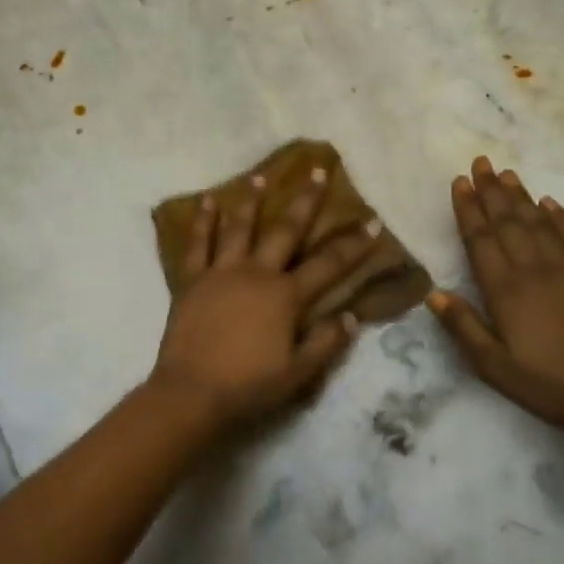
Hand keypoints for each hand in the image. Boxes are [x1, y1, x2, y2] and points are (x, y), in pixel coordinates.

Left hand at [150, 166, 376, 430]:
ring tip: (260, 176)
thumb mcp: (298, 372)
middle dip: (305, 200)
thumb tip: (352, 315)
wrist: (191, 392)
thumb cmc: (248, 385)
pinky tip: (207, 201)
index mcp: (285, 296)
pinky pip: (198, 244)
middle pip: (286, 230)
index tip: (372, 220)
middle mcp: (256, 273)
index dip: (353, 244)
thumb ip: (326, 342)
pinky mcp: (192, 280)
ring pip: (240, 228)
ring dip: (251, 200)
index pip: (328, 265)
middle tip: (317, 170)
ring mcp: (222, 272)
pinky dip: (202, 221)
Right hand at [428, 157, 563, 433]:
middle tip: (480, 162)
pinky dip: (559, 216)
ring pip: (538, 222)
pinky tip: (549, 203)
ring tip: (507, 173)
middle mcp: (534, 269)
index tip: (459, 183)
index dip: (468, 209)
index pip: (481, 239)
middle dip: (491, 191)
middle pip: (508, 221)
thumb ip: (464, 327)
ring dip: (520, 196)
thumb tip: (434, 293)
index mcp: (505, 290)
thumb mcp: (494, 367)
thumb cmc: (550, 383)